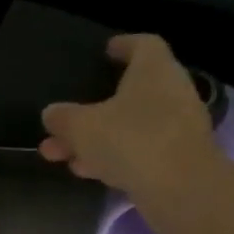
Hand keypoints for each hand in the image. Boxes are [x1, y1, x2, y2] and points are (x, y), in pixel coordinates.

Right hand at [40, 34, 223, 211]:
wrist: (182, 189)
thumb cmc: (131, 140)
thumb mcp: (82, 127)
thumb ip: (63, 118)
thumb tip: (51, 113)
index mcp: (154, 70)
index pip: (143, 44)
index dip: (124, 45)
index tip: (106, 52)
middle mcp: (171, 92)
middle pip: (129, 93)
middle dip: (92, 109)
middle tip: (63, 121)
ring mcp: (177, 127)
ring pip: (129, 126)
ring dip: (95, 139)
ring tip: (60, 155)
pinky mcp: (177, 158)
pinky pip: (139, 150)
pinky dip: (113, 156)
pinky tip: (87, 171)